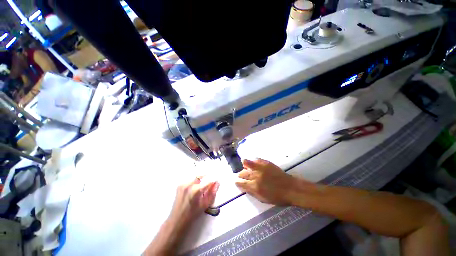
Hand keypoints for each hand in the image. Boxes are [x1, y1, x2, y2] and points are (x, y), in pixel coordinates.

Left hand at [144, 178, 218, 255]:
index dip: (213, 181)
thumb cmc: (192, 214)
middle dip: (206, 178)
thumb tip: (217, 183)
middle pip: (201, 175)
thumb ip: (212, 193)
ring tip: (200, 188)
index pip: (208, 181)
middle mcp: (189, 184)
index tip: (216, 182)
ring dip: (200, 179)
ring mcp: (183, 184)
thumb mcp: (205, 205)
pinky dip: (194, 182)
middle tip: (207, 184)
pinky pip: (190, 179)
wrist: (177, 220)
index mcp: (196, 190)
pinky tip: (194, 188)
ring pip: (195, 177)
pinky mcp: (180, 185)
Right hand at [235, 159, 296, 204]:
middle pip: (243, 173)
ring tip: (245, 166)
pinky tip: (252, 163)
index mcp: (254, 187)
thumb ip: (252, 192)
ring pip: (246, 163)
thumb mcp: (263, 199)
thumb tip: (244, 187)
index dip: (237, 182)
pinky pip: (255, 159)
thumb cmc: (277, 197)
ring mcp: (260, 168)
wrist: (290, 188)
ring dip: (244, 165)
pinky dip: (252, 161)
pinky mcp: (265, 162)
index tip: (236, 181)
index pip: (241, 183)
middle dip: (240, 175)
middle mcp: (255, 176)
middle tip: (241, 175)